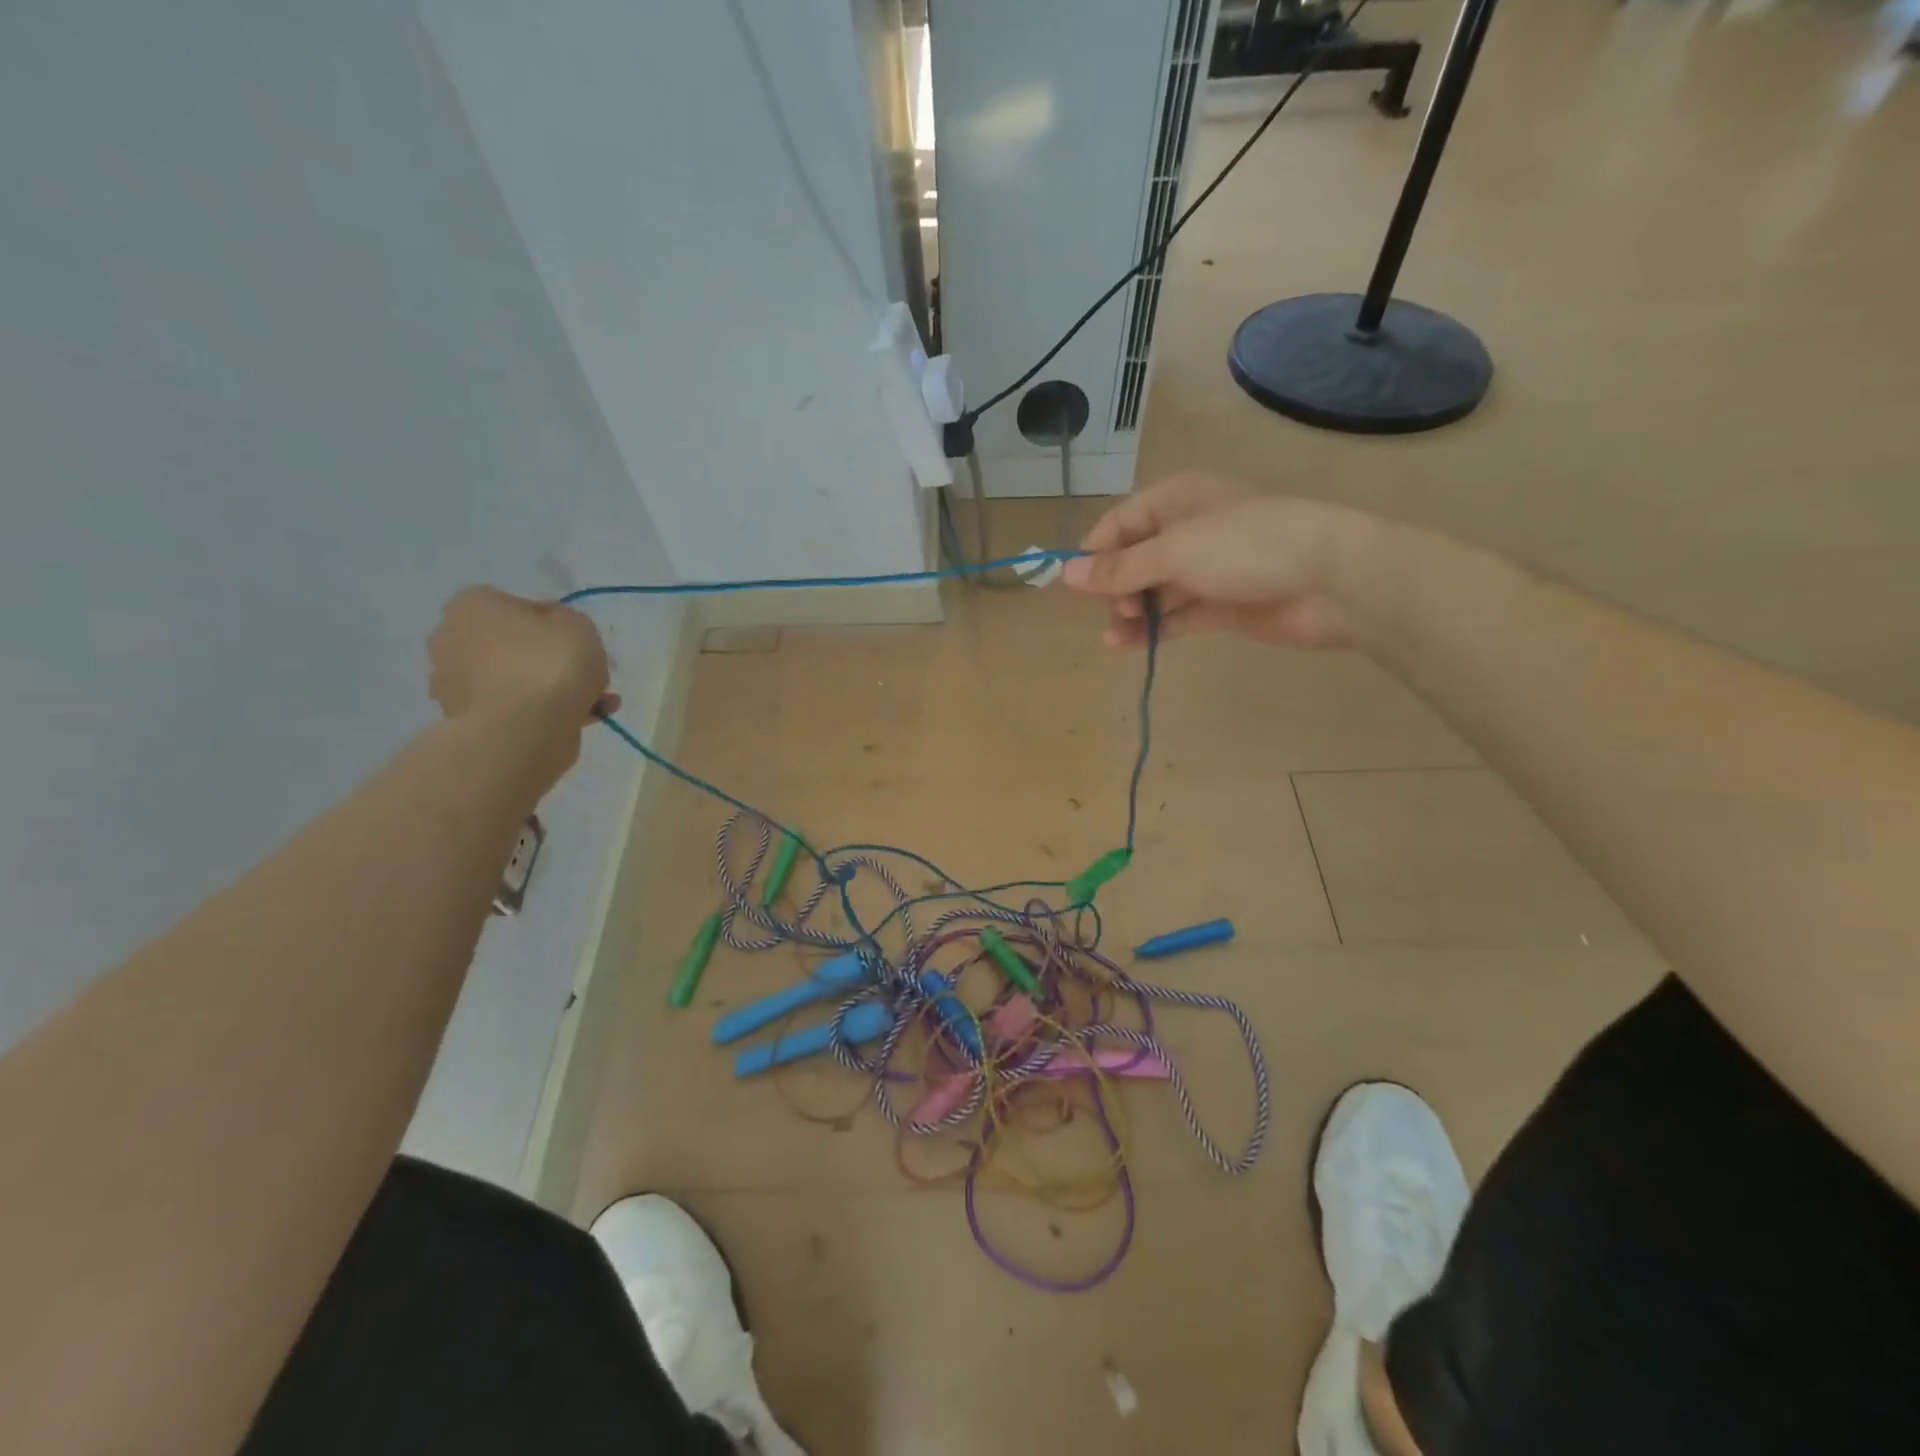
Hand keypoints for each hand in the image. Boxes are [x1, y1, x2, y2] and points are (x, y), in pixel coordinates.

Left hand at [428, 588, 616, 730]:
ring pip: (514, 679)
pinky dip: (543, 712)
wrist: (521, 731)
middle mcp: (452, 638)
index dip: (554, 625)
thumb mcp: (579, 624)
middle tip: (584, 674)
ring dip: (549, 689)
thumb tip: (553, 631)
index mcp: (472, 604)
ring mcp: (454, 682)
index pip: (518, 606)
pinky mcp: (467, 720)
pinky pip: (514, 708)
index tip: (576, 643)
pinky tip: (582, 719)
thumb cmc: (548, 664)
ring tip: (595, 703)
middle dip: (546, 659)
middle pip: (513, 645)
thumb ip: (567, 621)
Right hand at [1061, 472, 1374, 649]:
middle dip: (1115, 586)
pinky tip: (1130, 645)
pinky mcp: (1222, 605)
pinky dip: (1154, 629)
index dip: (1095, 553)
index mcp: (1177, 500)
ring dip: (1130, 613)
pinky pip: (1176, 616)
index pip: (1121, 524)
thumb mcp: (1175, 552)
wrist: (1332, 580)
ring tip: (1115, 637)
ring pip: (1154, 592)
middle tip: (1112, 610)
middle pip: (1135, 560)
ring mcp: (1207, 570)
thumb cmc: (1247, 547)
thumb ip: (1120, 568)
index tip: (1073, 585)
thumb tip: (1065, 574)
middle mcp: (1189, 531)